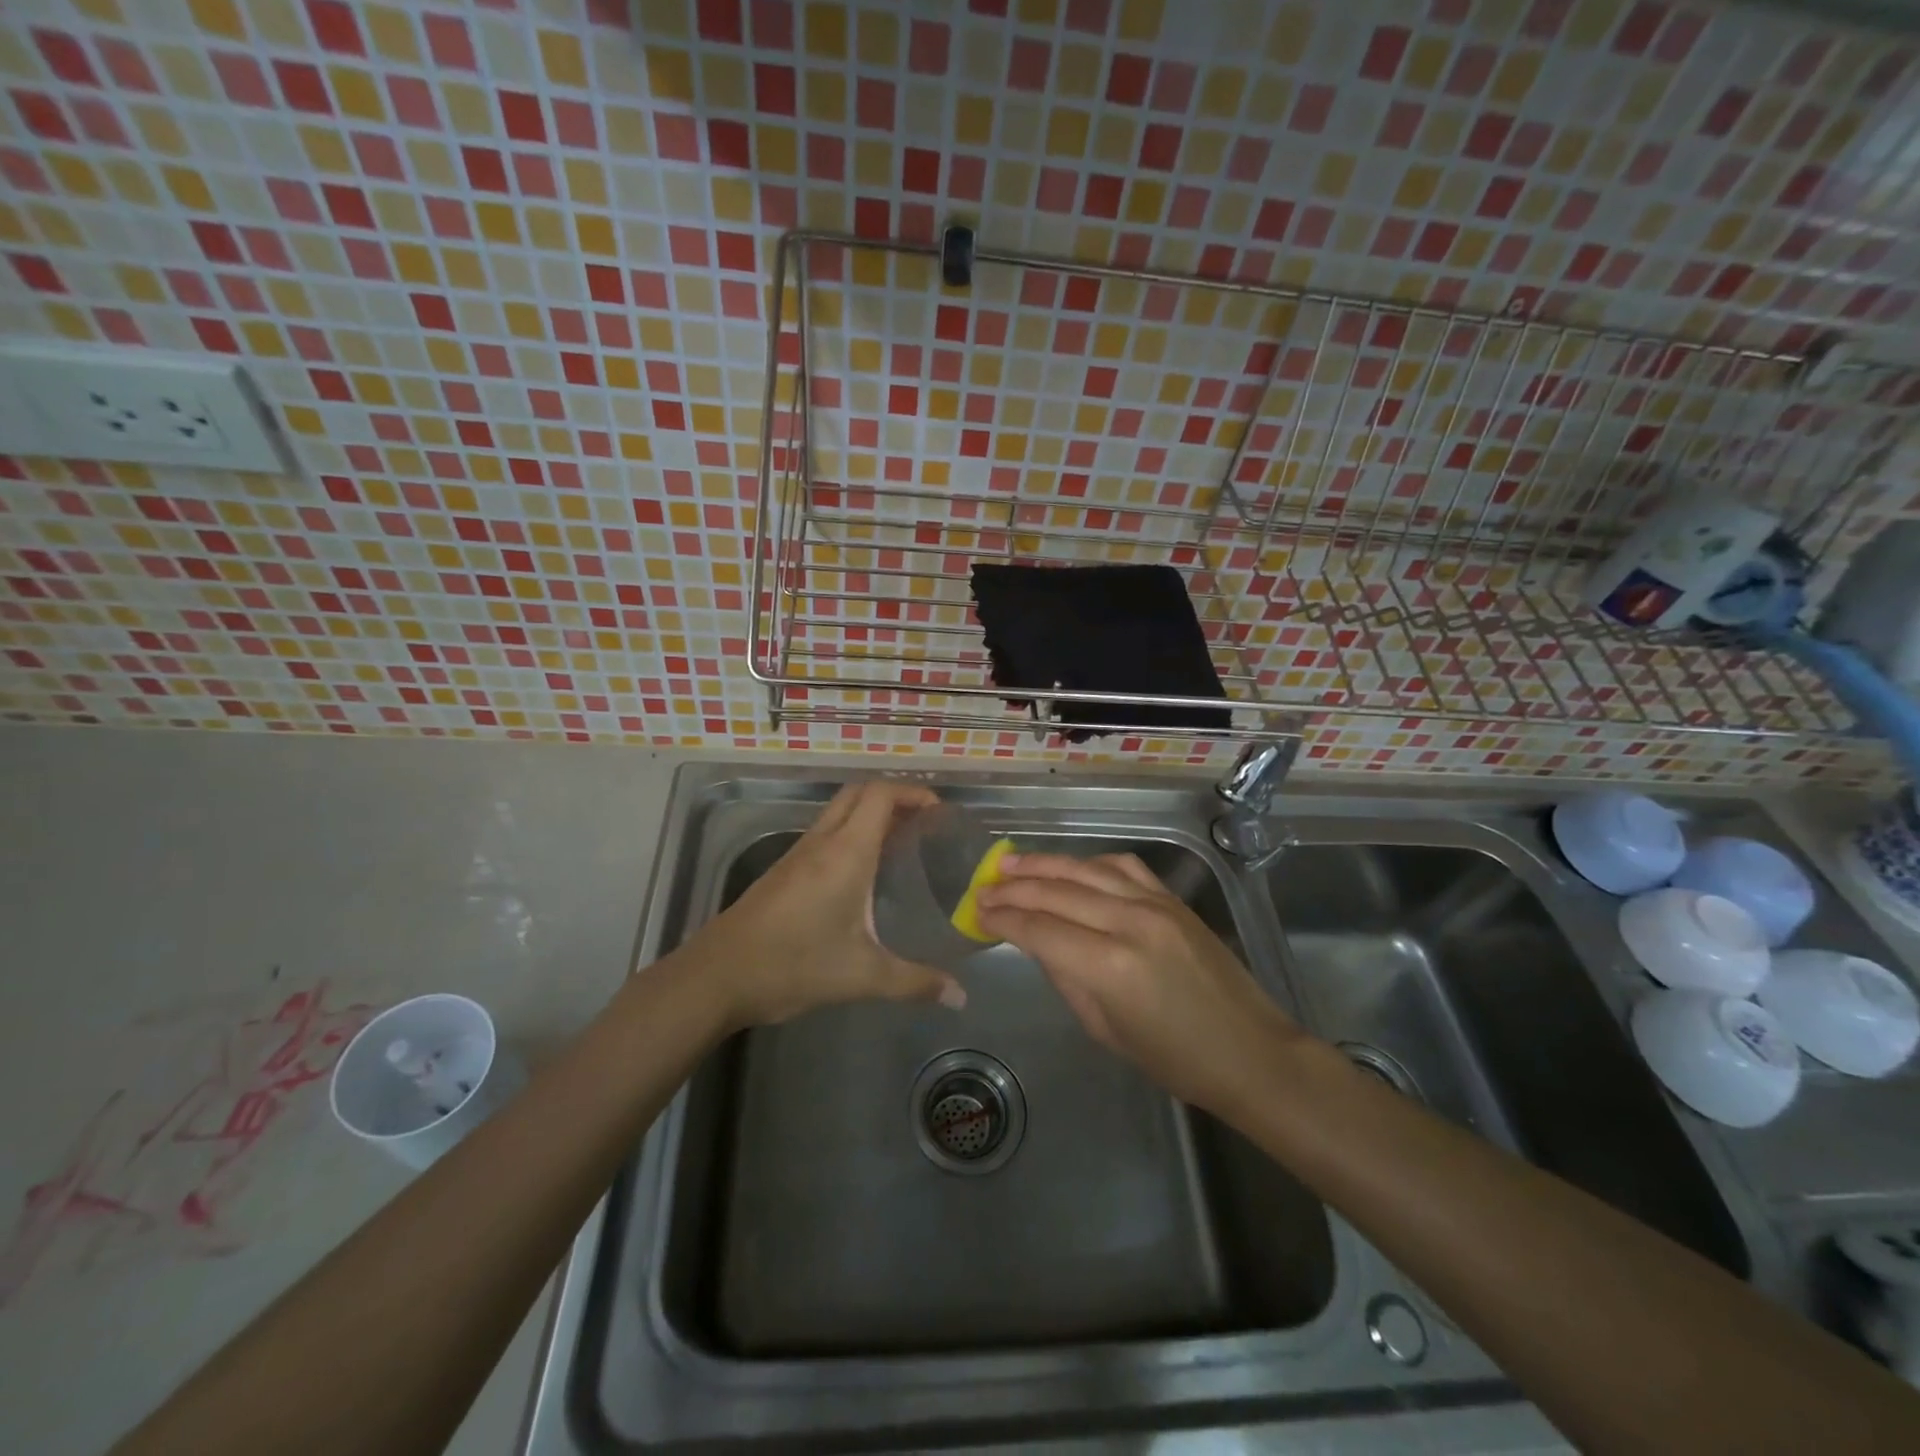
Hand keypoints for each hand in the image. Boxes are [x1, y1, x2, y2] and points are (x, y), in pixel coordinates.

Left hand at [691, 780, 966, 1029]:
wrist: (717, 975)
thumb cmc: (792, 965)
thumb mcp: (861, 976)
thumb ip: (915, 983)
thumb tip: (960, 997)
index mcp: (845, 852)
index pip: (880, 795)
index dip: (912, 792)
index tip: (939, 811)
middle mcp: (822, 842)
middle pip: (859, 793)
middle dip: (894, 797)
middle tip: (923, 823)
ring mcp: (798, 854)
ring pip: (839, 812)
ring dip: (870, 814)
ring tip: (903, 844)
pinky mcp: (784, 870)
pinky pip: (825, 833)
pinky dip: (851, 834)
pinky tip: (864, 874)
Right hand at [975, 852, 1300, 1112]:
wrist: (1250, 1051)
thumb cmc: (1174, 1060)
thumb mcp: (1105, 1029)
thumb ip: (1065, 977)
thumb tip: (1034, 941)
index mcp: (1109, 966)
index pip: (1039, 929)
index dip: (1003, 919)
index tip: (976, 912)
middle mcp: (1129, 923)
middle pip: (1056, 892)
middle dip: (1013, 888)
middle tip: (983, 886)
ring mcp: (1155, 904)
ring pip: (1086, 869)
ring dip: (1043, 864)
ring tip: (1010, 862)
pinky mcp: (1172, 899)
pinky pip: (1122, 867)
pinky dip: (1089, 863)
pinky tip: (1070, 867)